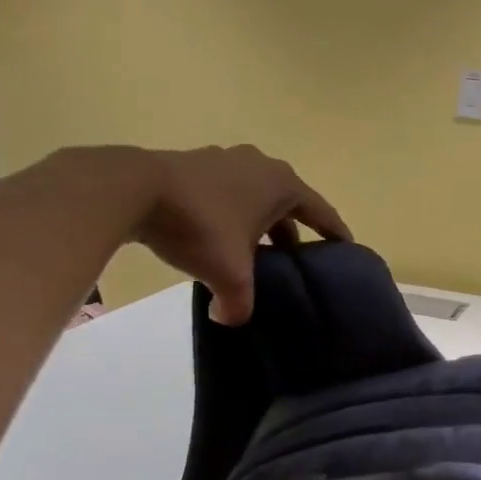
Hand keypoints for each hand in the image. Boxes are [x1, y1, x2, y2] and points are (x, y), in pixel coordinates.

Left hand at [139, 145, 350, 323]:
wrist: (134, 189)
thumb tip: (231, 319)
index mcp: (282, 185)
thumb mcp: (228, 274)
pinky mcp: (196, 165)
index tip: (346, 248)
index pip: (320, 211)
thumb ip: (238, 304)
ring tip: (254, 253)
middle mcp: (260, 166)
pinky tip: (217, 238)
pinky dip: (231, 215)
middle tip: (294, 261)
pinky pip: (227, 193)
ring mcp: (226, 160)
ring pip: (255, 197)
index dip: (335, 232)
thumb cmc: (199, 225)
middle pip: (287, 204)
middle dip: (292, 233)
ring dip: (259, 224)